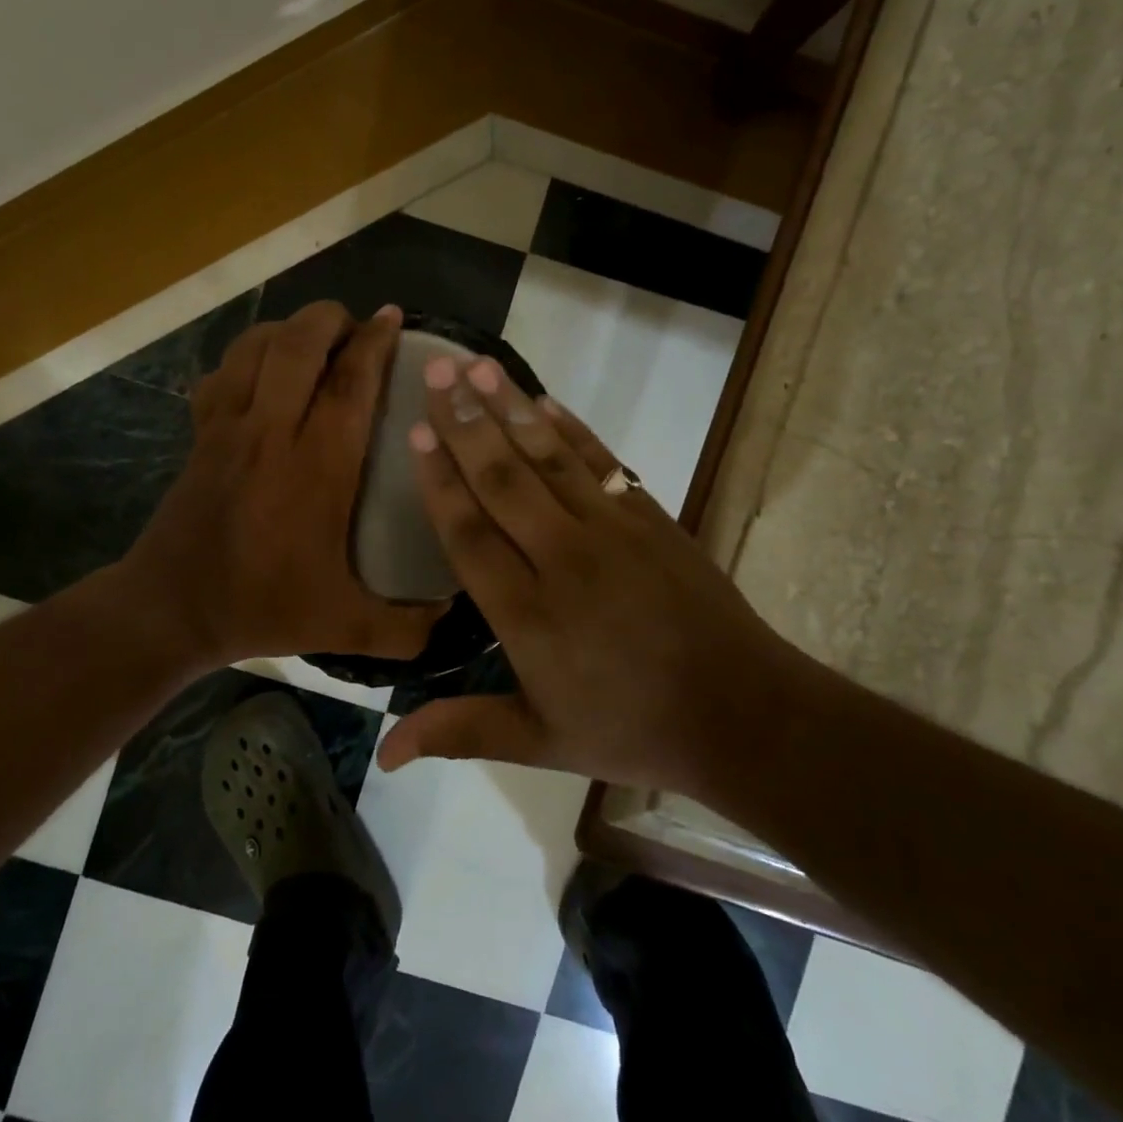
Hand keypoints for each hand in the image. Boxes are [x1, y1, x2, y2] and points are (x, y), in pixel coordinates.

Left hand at [124, 301, 444, 669]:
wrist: (169, 610)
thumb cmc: (261, 607)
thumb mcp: (344, 626)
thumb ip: (406, 627)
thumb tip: (453, 614)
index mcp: (317, 467)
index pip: (350, 383)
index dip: (374, 343)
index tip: (392, 318)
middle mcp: (271, 431)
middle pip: (298, 344)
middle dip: (329, 319)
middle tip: (355, 327)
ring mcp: (228, 427)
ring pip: (254, 347)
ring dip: (288, 329)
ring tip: (314, 338)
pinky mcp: (200, 433)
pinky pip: (221, 372)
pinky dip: (245, 357)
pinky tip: (262, 373)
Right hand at [375, 354, 779, 798]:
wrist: (739, 713)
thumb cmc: (630, 729)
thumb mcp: (539, 742)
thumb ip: (460, 731)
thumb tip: (383, 754)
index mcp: (528, 614)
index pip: (469, 533)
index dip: (440, 480)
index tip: (416, 432)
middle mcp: (563, 559)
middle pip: (503, 479)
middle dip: (464, 422)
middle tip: (435, 369)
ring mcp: (612, 532)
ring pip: (549, 458)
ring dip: (511, 409)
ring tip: (479, 367)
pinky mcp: (651, 518)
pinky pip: (603, 462)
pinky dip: (572, 429)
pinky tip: (545, 401)